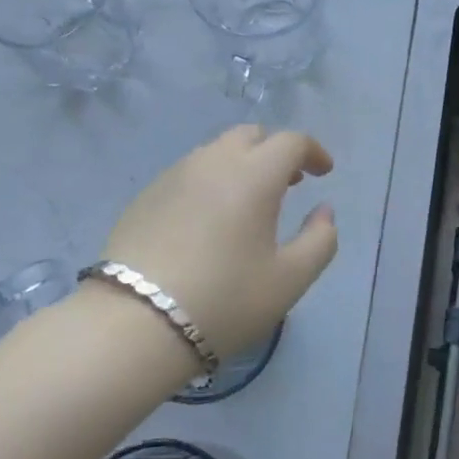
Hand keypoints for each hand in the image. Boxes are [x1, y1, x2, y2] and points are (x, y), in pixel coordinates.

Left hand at [101, 125, 337, 359]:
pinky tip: (209, 218)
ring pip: (216, 151)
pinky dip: (211, 180)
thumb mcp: (289, 280)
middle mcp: (213, 161)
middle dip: (275, 150)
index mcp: (254, 174)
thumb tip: (324, 211)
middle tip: (289, 181)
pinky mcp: (146, 194)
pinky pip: (189, 172)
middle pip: (251, 135)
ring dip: (241, 163)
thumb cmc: (224, 300)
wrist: (134, 324)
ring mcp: (174, 174)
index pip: (291, 141)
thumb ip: (320, 240)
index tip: (324, 172)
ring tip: (249, 201)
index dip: (313, 151)